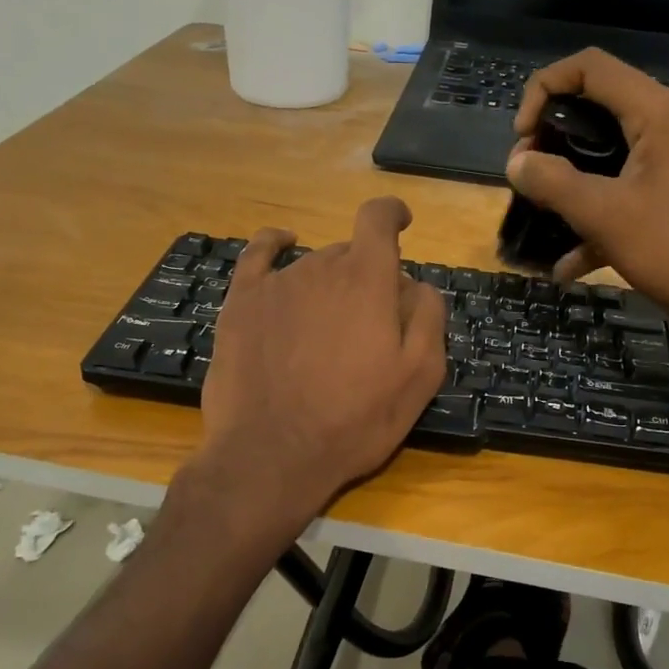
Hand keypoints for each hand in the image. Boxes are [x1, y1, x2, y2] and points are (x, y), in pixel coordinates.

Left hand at [196, 197, 446, 521]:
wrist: (272, 454)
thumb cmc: (354, 420)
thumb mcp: (419, 377)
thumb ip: (427, 317)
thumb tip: (416, 284)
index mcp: (367, 280)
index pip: (378, 220)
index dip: (392, 214)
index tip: (402, 222)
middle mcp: (320, 267)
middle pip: (350, 253)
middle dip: (366, 276)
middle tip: (369, 327)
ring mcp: (276, 283)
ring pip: (313, 264)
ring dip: (329, 282)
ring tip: (328, 329)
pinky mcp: (241, 303)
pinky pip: (258, 255)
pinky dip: (274, 243)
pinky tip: (282, 242)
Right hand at [508, 49, 668, 345]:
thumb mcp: (604, 214)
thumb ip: (553, 182)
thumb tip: (516, 163)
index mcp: (657, 114)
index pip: (590, 68)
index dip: (545, 89)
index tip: (523, 135)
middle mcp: (668, 128)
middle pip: (596, 107)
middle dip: (553, 138)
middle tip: (528, 175)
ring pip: (607, 155)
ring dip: (569, 180)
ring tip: (539, 211)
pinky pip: (624, 193)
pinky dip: (595, 219)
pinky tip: (567, 266)